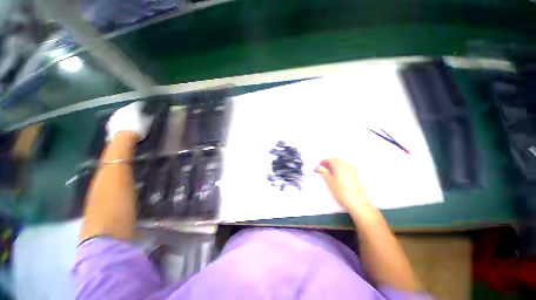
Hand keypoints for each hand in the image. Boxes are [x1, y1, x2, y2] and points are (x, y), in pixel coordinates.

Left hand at [107, 101, 152, 140]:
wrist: (124, 139)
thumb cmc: (138, 130)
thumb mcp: (148, 124)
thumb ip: (150, 117)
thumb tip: (152, 115)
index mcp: (133, 107)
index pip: (140, 104)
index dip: (144, 107)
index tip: (147, 110)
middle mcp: (123, 109)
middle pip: (129, 109)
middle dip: (134, 113)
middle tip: (140, 118)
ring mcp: (115, 116)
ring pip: (122, 115)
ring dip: (126, 118)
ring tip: (132, 124)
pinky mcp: (110, 124)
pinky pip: (117, 122)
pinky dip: (121, 124)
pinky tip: (125, 129)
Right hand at [316, 157, 371, 212]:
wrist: (356, 202)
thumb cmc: (340, 191)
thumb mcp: (329, 181)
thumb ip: (323, 172)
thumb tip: (320, 168)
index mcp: (340, 165)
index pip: (331, 158)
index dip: (324, 161)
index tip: (319, 166)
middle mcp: (347, 165)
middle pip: (337, 160)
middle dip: (329, 163)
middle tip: (323, 170)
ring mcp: (352, 170)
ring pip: (341, 164)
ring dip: (334, 167)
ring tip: (328, 174)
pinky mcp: (355, 175)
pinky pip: (345, 168)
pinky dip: (339, 170)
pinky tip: (336, 177)